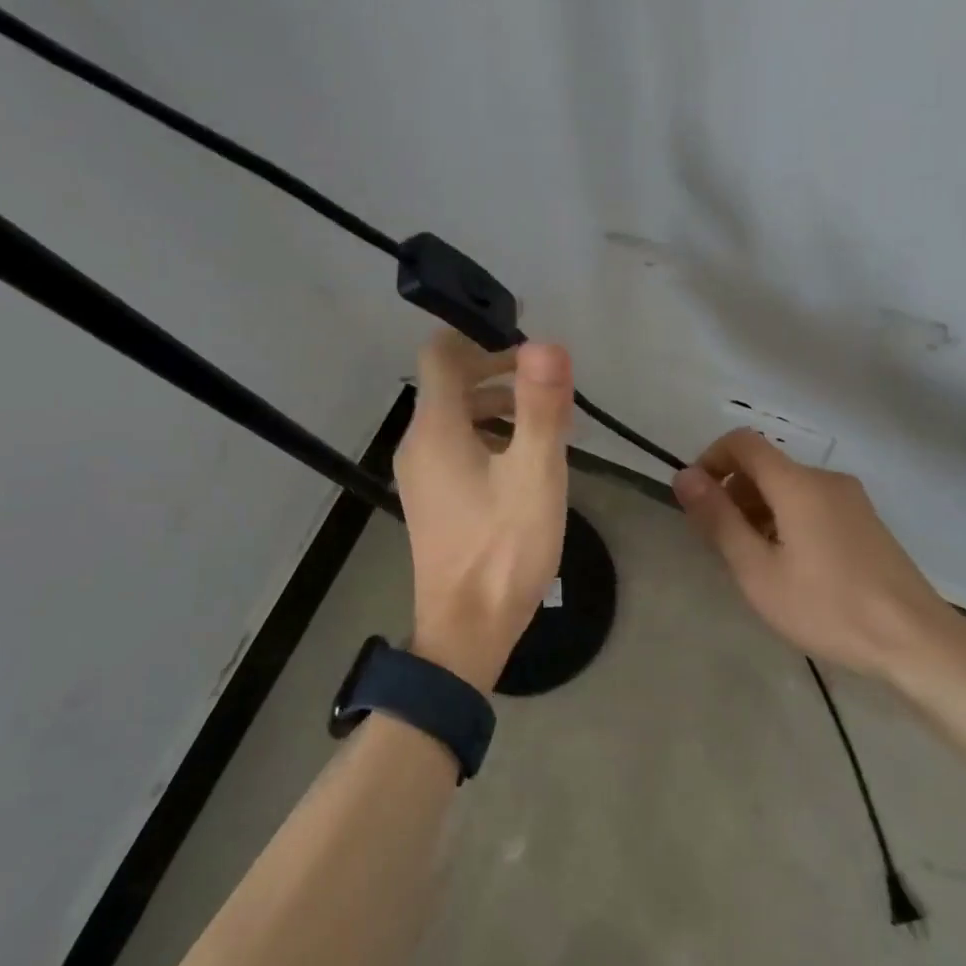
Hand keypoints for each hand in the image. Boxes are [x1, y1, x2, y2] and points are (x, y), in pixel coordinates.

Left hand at [394, 331, 574, 692]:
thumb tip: (546, 343)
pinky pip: (455, 444)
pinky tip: (525, 457)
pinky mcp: (431, 496)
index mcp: (436, 429)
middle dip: (497, 367)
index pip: (441, 352)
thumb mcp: (534, 475)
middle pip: (449, 380)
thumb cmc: (503, 550)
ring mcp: (420, 472)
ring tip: (546, 418)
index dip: (480, 334)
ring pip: (455, 414)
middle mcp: (418, 442)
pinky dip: (488, 433)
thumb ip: (540, 407)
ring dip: (497, 402)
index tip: (525, 336)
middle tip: (547, 378)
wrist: (466, 631)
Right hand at [673, 429, 965, 681]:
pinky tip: (791, 567)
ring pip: (788, 487)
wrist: (916, 640)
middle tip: (723, 545)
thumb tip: (684, 476)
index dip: (710, 460)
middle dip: (733, 493)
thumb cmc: (828, 606)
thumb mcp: (757, 570)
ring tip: (756, 563)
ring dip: (758, 510)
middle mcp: (825, 479)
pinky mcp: (866, 521)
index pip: (742, 442)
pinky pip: (811, 503)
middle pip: (765, 466)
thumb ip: (718, 519)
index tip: (698, 501)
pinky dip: (786, 520)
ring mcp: (851, 499)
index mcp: (797, 483)